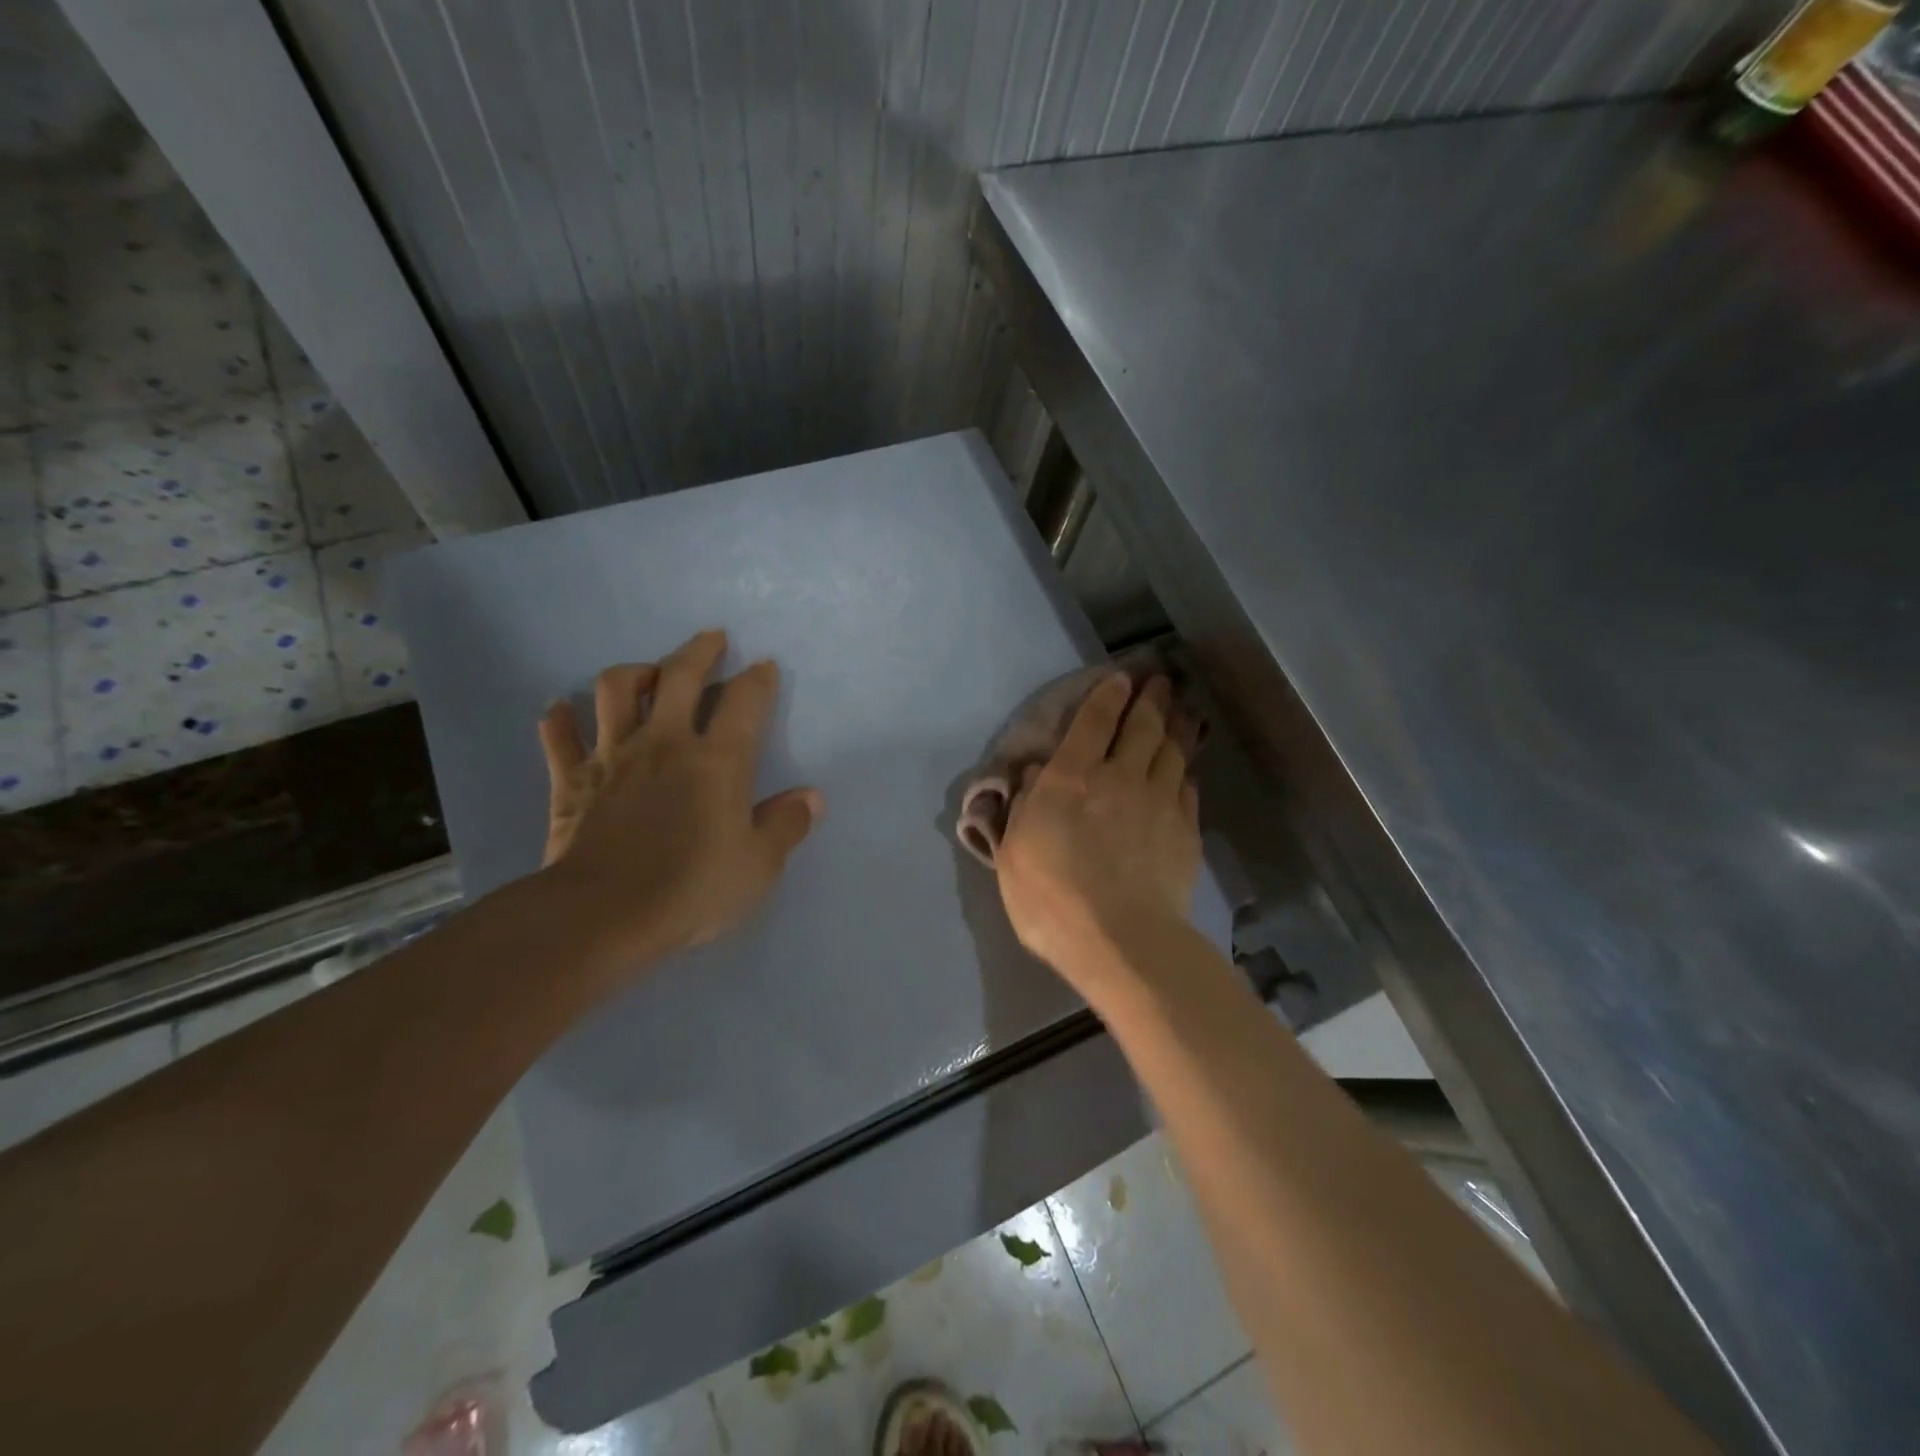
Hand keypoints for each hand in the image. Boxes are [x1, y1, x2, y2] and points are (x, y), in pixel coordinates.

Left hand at [535, 629, 822, 970]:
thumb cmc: (692, 889)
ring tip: (647, 675)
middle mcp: (665, 742)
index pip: (745, 701)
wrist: (603, 915)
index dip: (758, 678)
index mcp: (718, 760)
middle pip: (679, 675)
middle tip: (712, 637)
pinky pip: (559, 735)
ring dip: (633, 673)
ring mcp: (612, 755)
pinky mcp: (571, 779)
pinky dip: (560, 718)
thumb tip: (812, 798)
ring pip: (615, 690)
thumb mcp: (758, 866)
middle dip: (699, 650)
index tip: (765, 666)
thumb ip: (786, 826)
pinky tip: (563, 710)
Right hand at [995, 673, 1200, 998]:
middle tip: (1161, 681)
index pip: (1094, 722)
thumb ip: (1023, 806)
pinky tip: (1185, 772)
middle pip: (1143, 727)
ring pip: (1173, 752)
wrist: (1121, 940)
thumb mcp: (1013, 853)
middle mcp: (1120, 777)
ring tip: (1182, 711)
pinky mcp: (1186, 832)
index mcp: (1072, 778)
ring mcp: (1159, 803)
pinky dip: (1185, 773)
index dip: (1107, 696)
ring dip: (1177, 727)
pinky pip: (1188, 789)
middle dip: (1152, 700)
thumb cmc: (1051, 898)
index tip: (1121, 678)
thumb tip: (1036, 774)